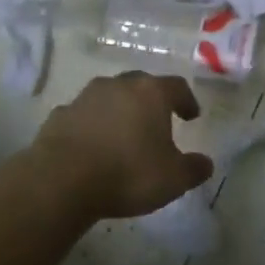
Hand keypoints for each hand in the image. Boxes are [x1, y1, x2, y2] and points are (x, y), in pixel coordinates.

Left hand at [32, 73, 214, 220]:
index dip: (186, 100)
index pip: (177, 87)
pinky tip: (92, 146)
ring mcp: (85, 97)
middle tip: (157, 120)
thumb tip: (205, 164)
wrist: (60, 181)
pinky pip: (83, 115)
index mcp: (151, 93)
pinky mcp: (59, 115)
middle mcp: (119, 85)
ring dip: (119, 110)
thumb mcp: (173, 179)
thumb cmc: (127, 173)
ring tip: (123, 133)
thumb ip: (194, 169)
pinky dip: (91, 125)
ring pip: (109, 96)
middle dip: (151, 100)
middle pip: (141, 84)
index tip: (191, 116)